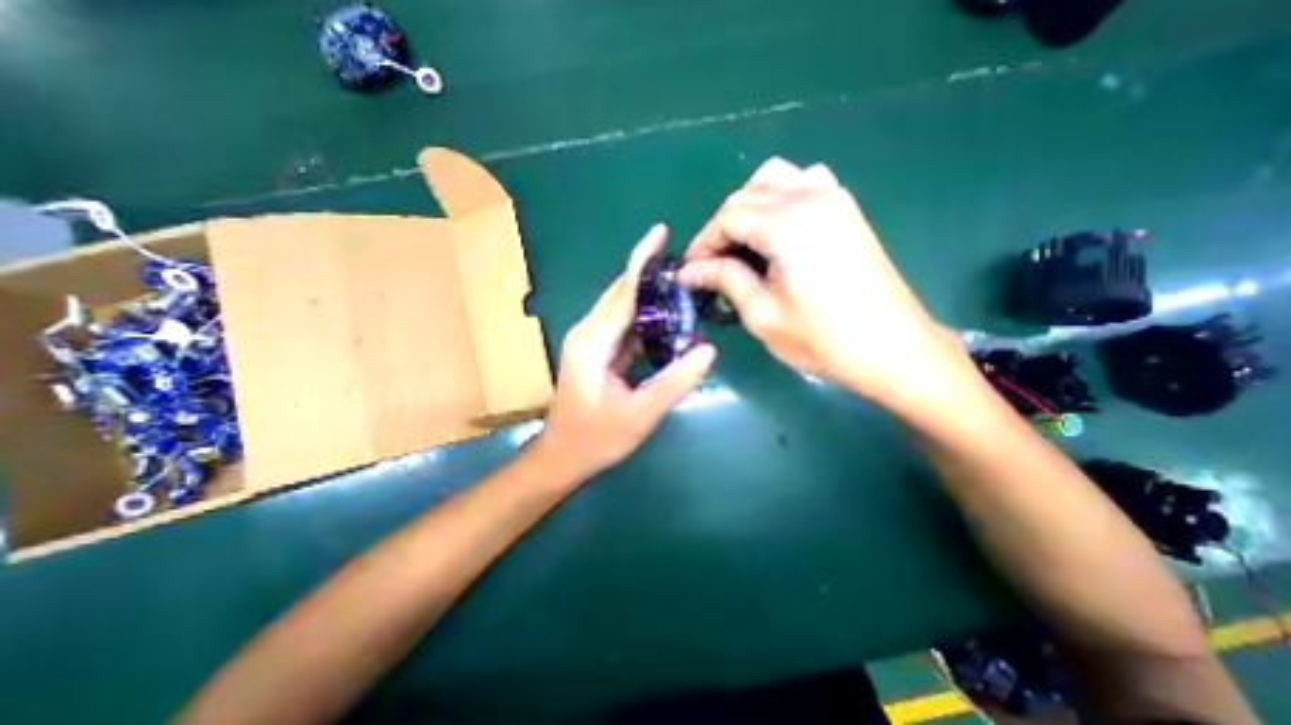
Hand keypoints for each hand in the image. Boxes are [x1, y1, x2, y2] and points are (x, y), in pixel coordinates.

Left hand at [536, 223, 715, 481]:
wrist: (563, 456)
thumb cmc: (596, 439)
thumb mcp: (640, 415)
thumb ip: (674, 382)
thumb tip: (707, 349)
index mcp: (592, 343)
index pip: (623, 293)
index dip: (643, 261)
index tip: (661, 232)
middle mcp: (588, 333)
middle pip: (621, 293)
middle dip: (649, 271)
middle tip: (685, 259)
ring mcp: (591, 341)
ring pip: (622, 307)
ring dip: (649, 294)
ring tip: (683, 283)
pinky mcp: (597, 351)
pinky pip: (624, 325)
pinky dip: (646, 317)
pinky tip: (668, 317)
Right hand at [686, 155, 966, 407]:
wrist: (892, 348)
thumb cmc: (822, 338)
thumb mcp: (762, 313)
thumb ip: (724, 280)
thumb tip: (690, 271)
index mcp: (786, 224)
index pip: (727, 217)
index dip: (702, 243)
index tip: (690, 270)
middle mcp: (809, 197)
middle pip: (745, 195)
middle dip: (720, 228)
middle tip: (711, 264)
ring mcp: (833, 197)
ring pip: (773, 178)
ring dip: (748, 207)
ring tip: (742, 244)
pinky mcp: (847, 209)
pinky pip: (804, 182)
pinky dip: (781, 197)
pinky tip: (778, 229)